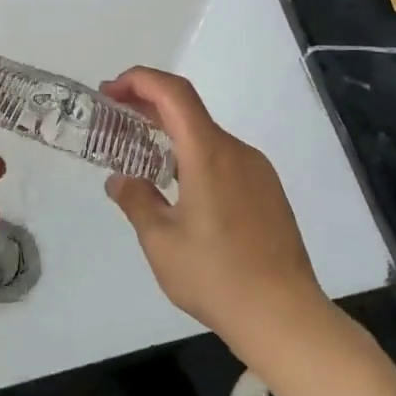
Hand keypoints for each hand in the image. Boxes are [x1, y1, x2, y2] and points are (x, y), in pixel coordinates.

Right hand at [101, 66, 328, 355]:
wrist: (284, 315)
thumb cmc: (216, 276)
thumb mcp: (161, 242)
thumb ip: (136, 201)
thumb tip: (120, 180)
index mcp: (208, 154)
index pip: (173, 93)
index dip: (140, 80)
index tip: (110, 91)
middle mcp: (236, 151)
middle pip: (189, 110)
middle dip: (149, 105)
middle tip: (114, 116)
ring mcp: (257, 171)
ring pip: (207, 136)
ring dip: (171, 134)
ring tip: (141, 156)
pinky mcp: (268, 191)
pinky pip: (224, 158)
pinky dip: (194, 155)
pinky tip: (179, 188)